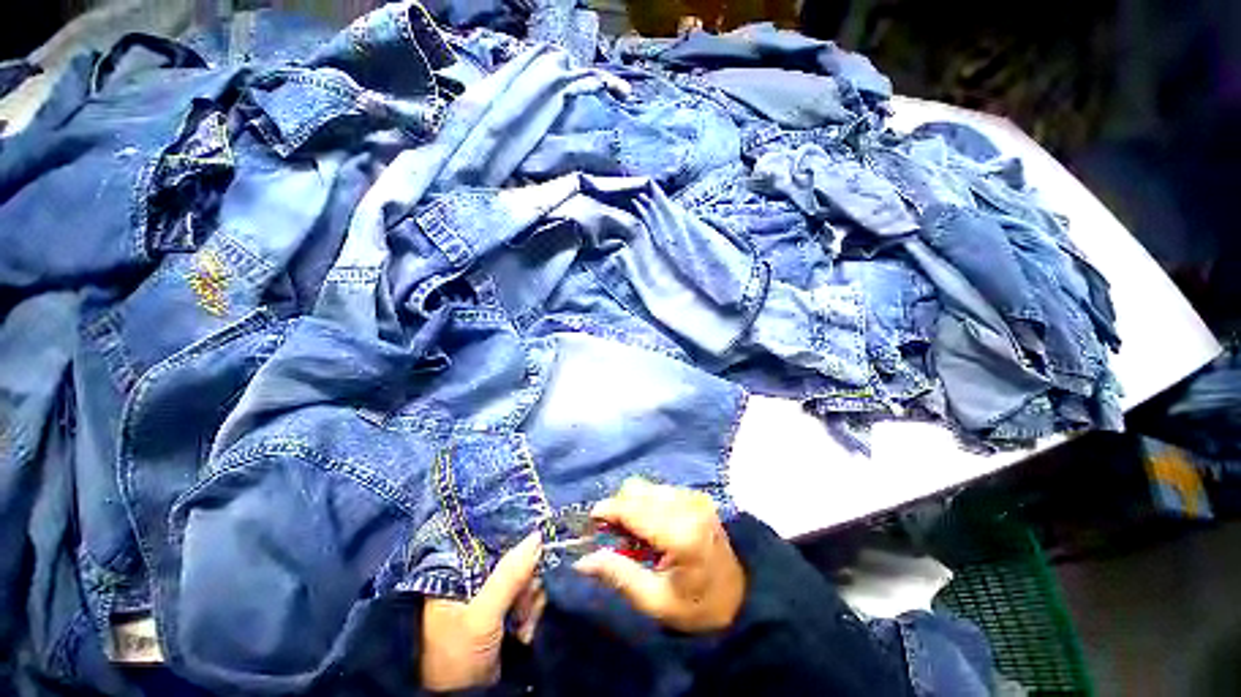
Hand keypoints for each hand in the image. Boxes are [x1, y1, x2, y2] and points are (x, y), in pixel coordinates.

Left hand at [420, 532, 545, 690]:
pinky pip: (528, 600)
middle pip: (516, 562)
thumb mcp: (482, 616)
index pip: (496, 543)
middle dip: (526, 585)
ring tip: (523, 627)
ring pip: (526, 581)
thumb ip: (509, 575)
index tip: (537, 557)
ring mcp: (491, 599)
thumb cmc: (458, 656)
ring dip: (531, 603)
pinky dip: (532, 613)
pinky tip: (526, 632)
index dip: (520, 547)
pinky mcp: (504, 615)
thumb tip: (537, 536)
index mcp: (460, 573)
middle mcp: (476, 580)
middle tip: (522, 608)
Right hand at [574, 479, 744, 632]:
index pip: (633, 509)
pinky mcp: (696, 496)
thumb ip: (618, 575)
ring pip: (647, 486)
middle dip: (619, 507)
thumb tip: (582, 560)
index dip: (607, 510)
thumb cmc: (699, 607)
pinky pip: (660, 489)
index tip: (590, 522)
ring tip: (634, 534)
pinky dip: (647, 503)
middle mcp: (687, 506)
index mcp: (680, 533)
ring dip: (632, 504)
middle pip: (637, 489)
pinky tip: (652, 526)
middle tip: (614, 535)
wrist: (742, 596)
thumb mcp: (655, 602)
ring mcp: (694, 497)